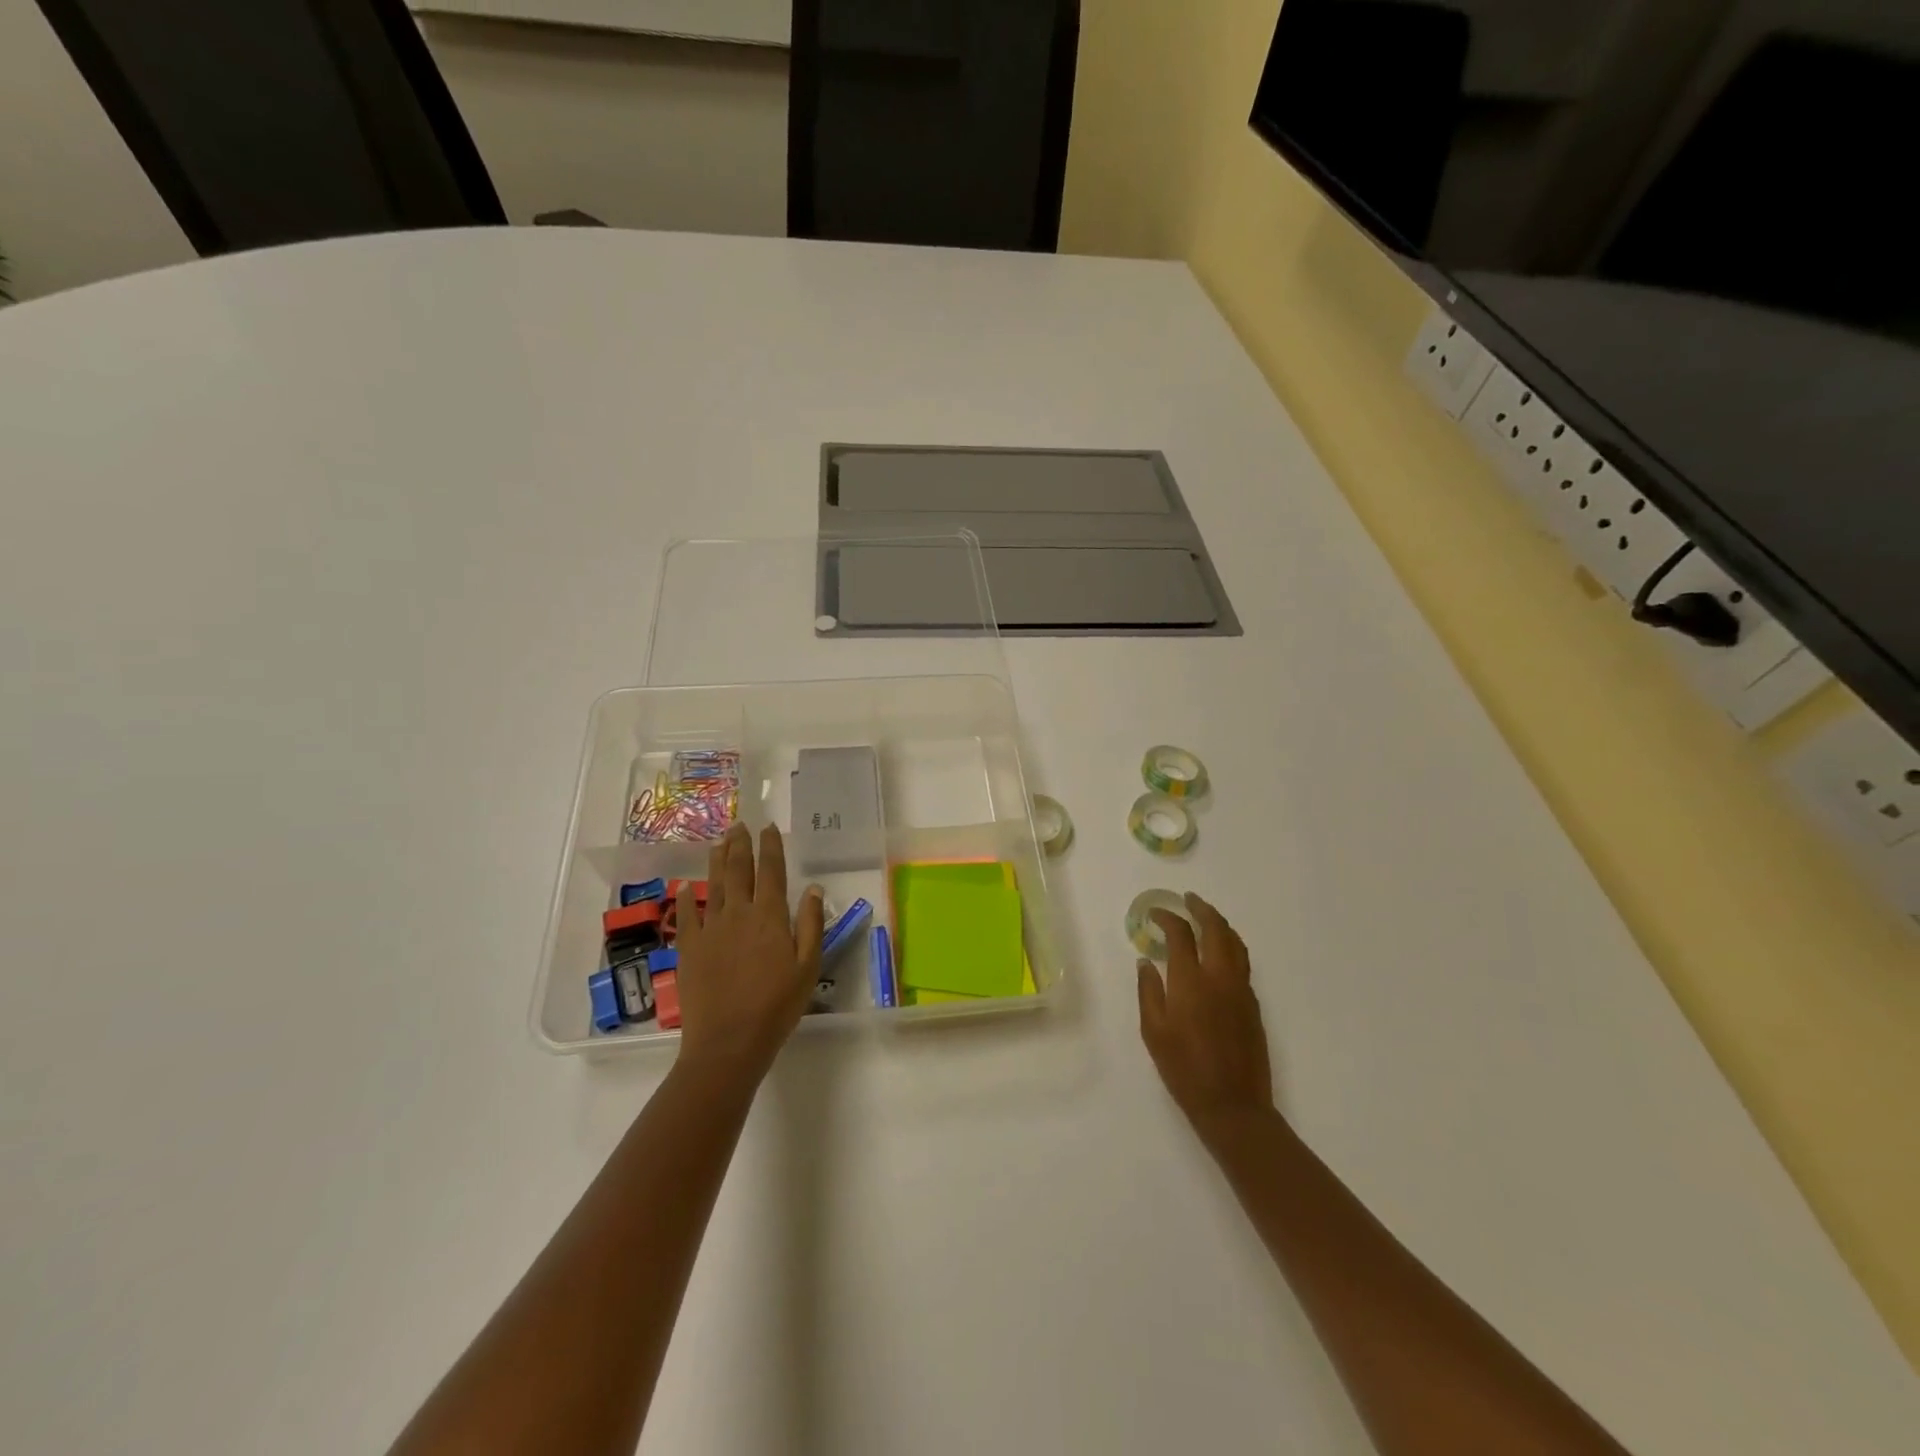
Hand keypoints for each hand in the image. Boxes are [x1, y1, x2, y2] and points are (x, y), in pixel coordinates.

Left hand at [674, 823, 824, 1082]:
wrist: (728, 1041)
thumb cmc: (777, 1006)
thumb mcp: (808, 967)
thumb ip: (810, 924)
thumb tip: (813, 888)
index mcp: (770, 916)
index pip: (771, 871)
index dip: (771, 847)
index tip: (769, 828)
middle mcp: (739, 913)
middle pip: (739, 870)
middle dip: (740, 844)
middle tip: (739, 825)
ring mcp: (710, 929)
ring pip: (714, 885)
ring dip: (717, 861)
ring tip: (719, 842)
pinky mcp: (689, 948)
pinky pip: (687, 915)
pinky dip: (687, 898)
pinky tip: (686, 887)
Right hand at [1137, 893, 1274, 1146]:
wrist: (1233, 1106)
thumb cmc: (1184, 1070)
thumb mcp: (1153, 1031)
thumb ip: (1148, 991)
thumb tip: (1146, 961)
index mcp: (1190, 981)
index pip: (1180, 935)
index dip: (1167, 918)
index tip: (1155, 914)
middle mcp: (1220, 977)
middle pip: (1216, 929)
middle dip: (1201, 909)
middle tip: (1187, 900)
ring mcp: (1241, 989)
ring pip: (1235, 943)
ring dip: (1220, 924)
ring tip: (1206, 917)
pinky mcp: (1253, 1004)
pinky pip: (1243, 962)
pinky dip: (1230, 946)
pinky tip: (1219, 952)